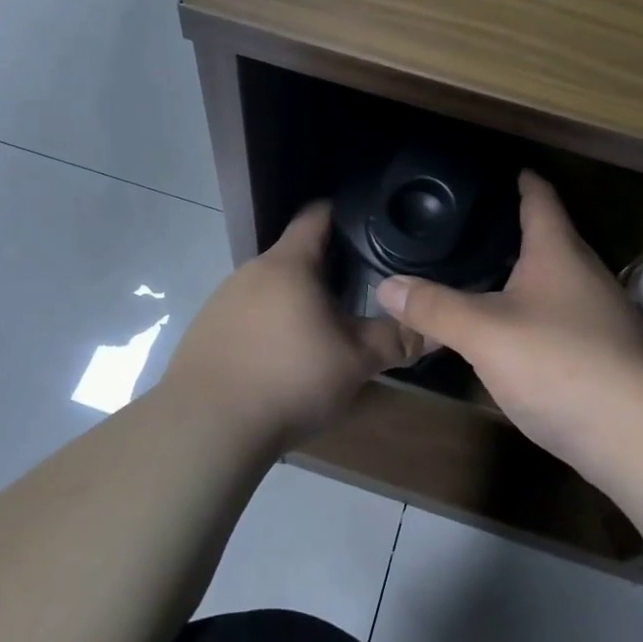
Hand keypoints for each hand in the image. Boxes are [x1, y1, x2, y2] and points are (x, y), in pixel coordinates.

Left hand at [161, 202, 420, 445]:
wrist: (207, 427)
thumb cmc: (289, 379)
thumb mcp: (355, 362)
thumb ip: (397, 340)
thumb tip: (437, 329)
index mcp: (288, 264)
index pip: (317, 215)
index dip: (345, 214)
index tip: (370, 225)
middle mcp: (250, 271)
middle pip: (295, 255)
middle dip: (327, 269)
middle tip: (360, 291)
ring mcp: (222, 300)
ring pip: (270, 288)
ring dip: (296, 301)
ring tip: (321, 330)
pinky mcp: (205, 331)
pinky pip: (247, 316)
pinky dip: (268, 326)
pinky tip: (279, 360)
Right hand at [375, 171, 642, 469]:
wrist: (635, 434)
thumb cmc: (558, 362)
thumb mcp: (483, 333)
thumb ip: (434, 307)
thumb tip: (385, 286)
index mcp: (558, 253)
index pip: (541, 200)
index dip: (524, 181)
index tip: (508, 169)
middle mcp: (585, 274)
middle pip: (551, 239)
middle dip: (518, 230)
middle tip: (475, 226)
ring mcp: (600, 316)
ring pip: (557, 281)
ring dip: (526, 274)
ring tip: (486, 273)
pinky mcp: (604, 353)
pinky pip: (562, 317)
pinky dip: (535, 312)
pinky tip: (513, 330)